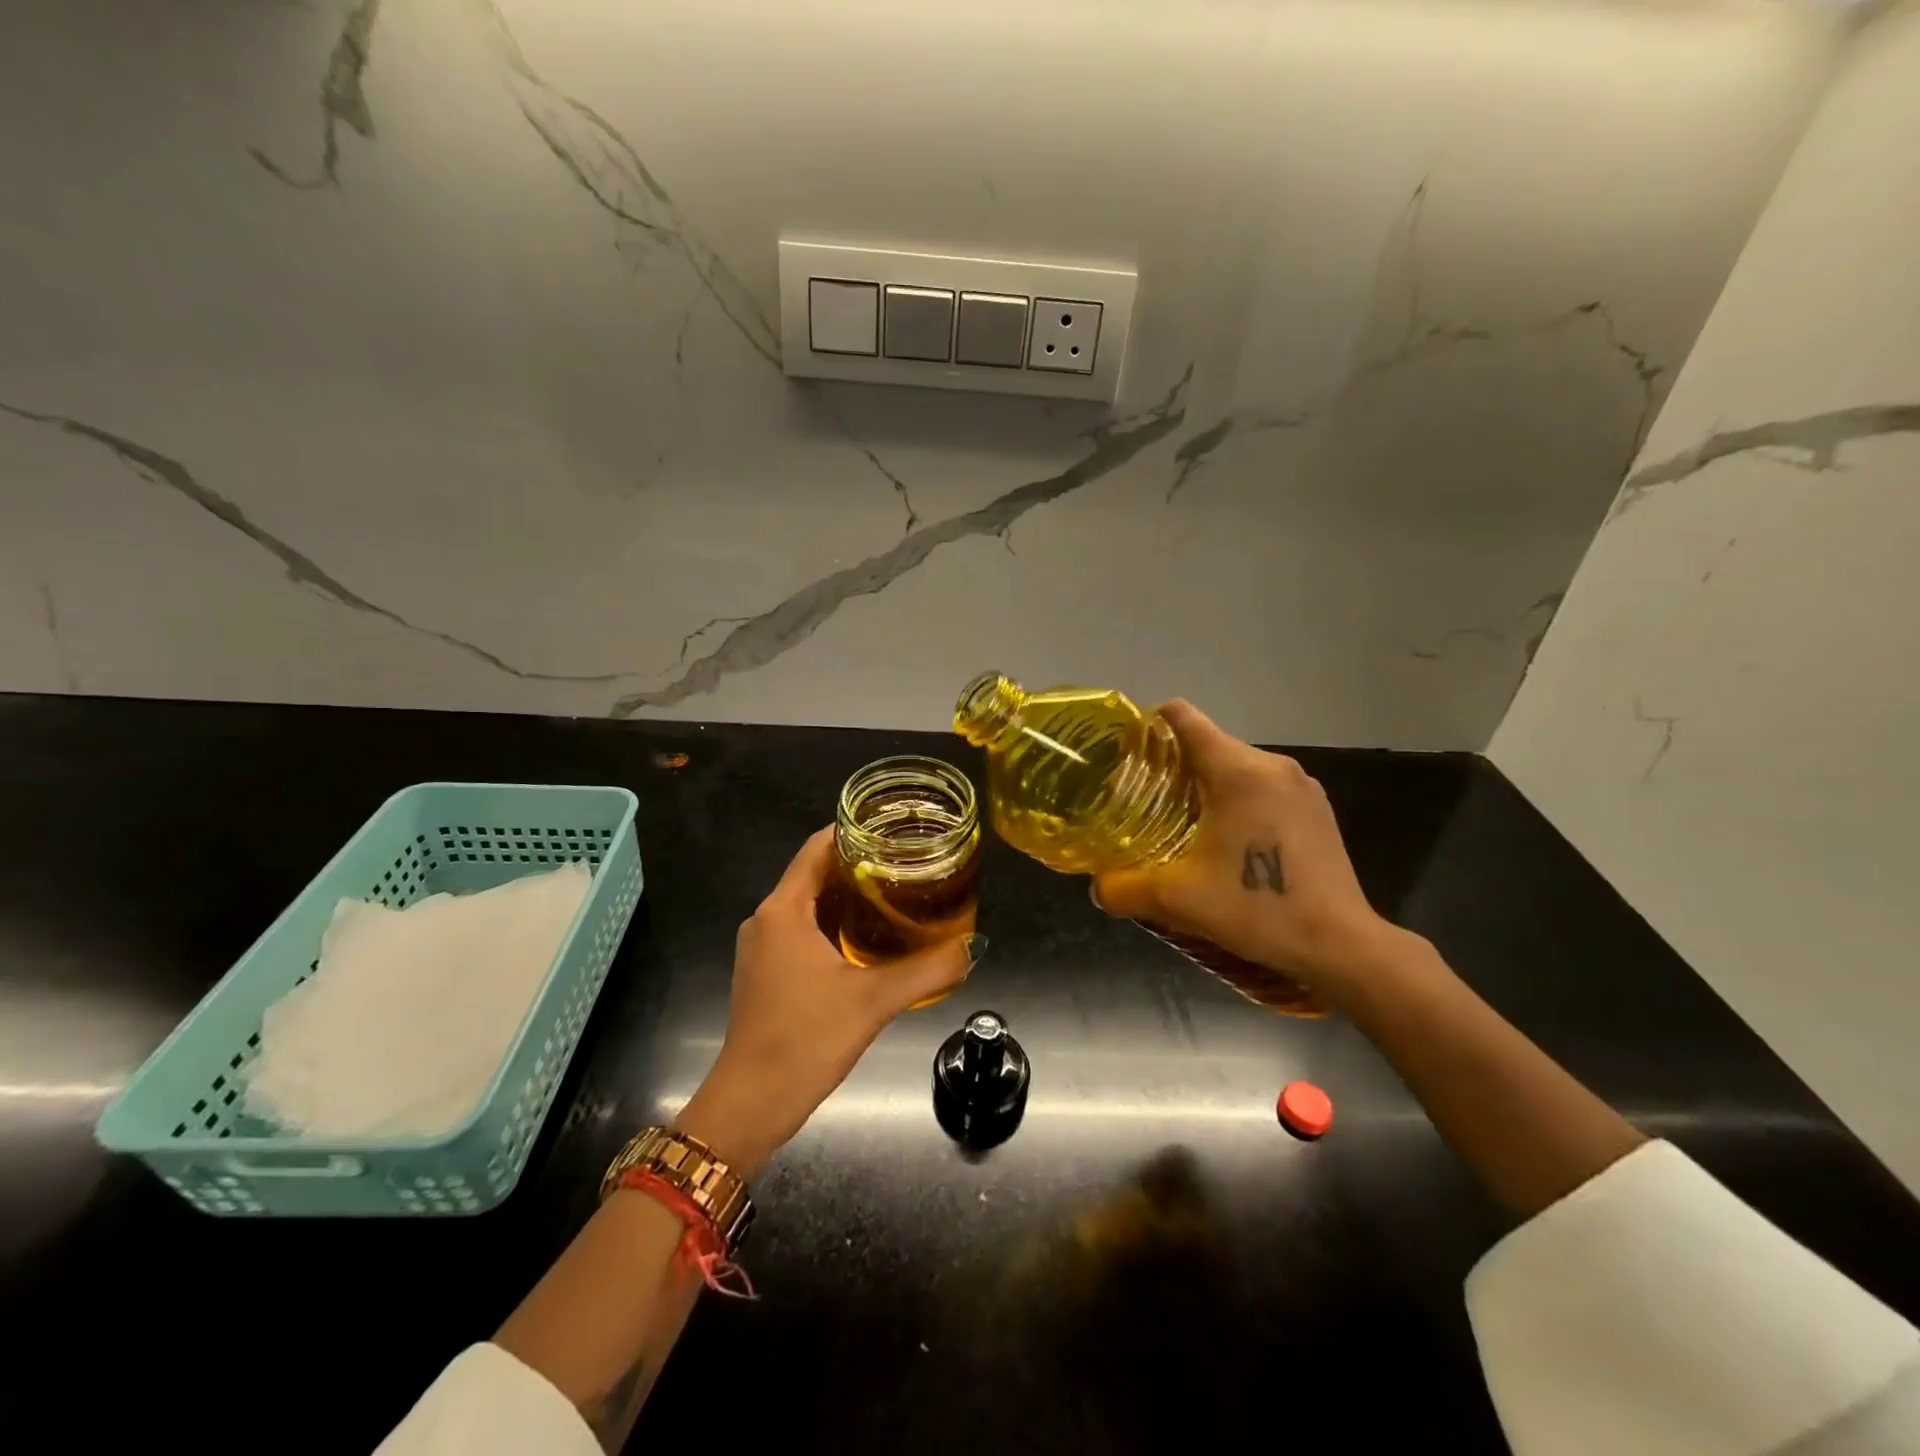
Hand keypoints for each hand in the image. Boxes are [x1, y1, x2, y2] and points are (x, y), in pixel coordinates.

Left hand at [676, 828, 981, 1177]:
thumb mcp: (874, 1001)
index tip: (895, 829)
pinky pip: (801, 930)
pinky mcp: (764, 972)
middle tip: (908, 863)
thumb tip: (973, 947)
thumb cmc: (805, 1040)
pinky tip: (868, 939)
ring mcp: (762, 948)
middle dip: (859, 865)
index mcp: (784, 910)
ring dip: (848, 896)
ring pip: (808, 904)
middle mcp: (767, 919)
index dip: (854, 832)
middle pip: (814, 873)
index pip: (817, 848)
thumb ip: (927, 970)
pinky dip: (833, 924)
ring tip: (896, 895)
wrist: (750, 1105)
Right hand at [1090, 701, 1397, 994]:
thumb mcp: (1178, 899)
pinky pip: (1264, 789)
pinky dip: (1239, 802)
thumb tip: (1098, 888)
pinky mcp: (1318, 810)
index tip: (1127, 752)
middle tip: (1144, 802)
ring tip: (1183, 825)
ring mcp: (1302, 787)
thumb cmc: (1257, 908)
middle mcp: (1272, 765)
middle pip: (1209, 744)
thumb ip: (1126, 888)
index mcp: (1238, 770)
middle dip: (1174, 766)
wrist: (1341, 946)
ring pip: (1238, 768)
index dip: (1149, 725)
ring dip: (1208, 787)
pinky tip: (1230, 843)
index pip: (1183, 718)